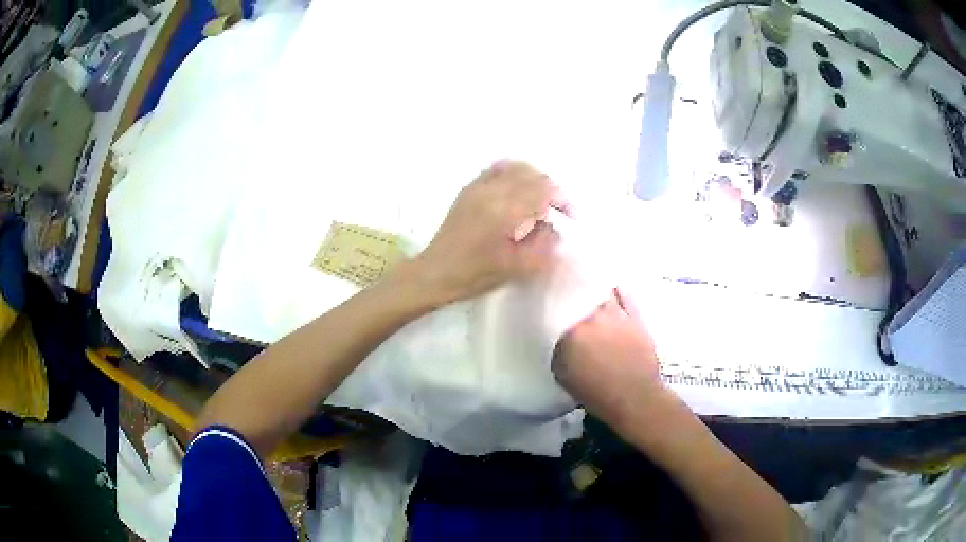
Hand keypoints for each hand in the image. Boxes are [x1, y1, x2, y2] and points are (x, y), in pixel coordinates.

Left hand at [416, 160, 569, 302]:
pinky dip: (513, 174)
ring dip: (534, 179)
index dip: (562, 200)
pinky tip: (517, 189)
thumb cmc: (475, 275)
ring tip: (540, 199)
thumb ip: (542, 247)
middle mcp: (492, 191)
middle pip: (532, 175)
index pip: (543, 191)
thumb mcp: (516, 268)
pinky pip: (496, 170)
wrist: (435, 273)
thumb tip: (555, 229)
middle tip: (558, 210)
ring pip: (515, 167)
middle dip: (550, 189)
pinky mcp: (468, 189)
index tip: (570, 216)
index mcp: (504, 211)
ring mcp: (477, 187)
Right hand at [553, 289, 664, 428]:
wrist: (634, 397)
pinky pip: (626, 296)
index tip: (549, 294)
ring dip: (595, 287)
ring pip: (604, 291)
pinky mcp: (637, 318)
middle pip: (581, 291)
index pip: (558, 303)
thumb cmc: (594, 391)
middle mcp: (594, 315)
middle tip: (568, 287)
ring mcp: (618, 314)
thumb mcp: (562, 373)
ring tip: (589, 284)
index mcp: (572, 329)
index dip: (553, 296)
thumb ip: (557, 347)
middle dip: (573, 287)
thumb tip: (557, 333)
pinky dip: (618, 290)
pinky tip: (614, 287)